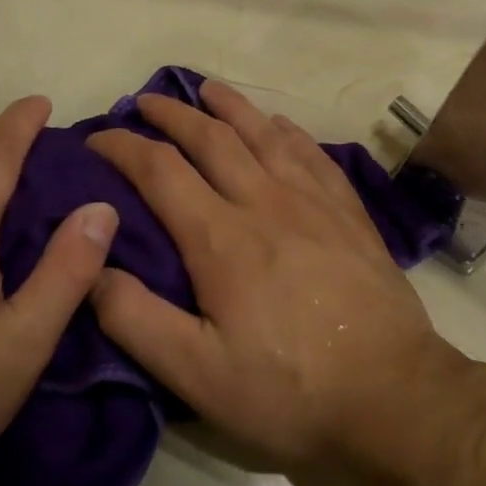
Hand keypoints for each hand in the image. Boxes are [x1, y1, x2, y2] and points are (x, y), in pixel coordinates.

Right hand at [87, 81, 464, 466]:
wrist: (393, 395)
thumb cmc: (288, 389)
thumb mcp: (196, 373)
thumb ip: (135, 319)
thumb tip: (93, 267)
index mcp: (221, 238)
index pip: (160, 170)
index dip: (122, 146)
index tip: (96, 138)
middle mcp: (265, 202)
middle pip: (212, 138)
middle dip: (172, 114)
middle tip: (144, 101)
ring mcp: (314, 203)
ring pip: (265, 134)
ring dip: (230, 106)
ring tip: (206, 89)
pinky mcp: (350, 214)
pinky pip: (312, 154)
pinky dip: (287, 131)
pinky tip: (279, 125)